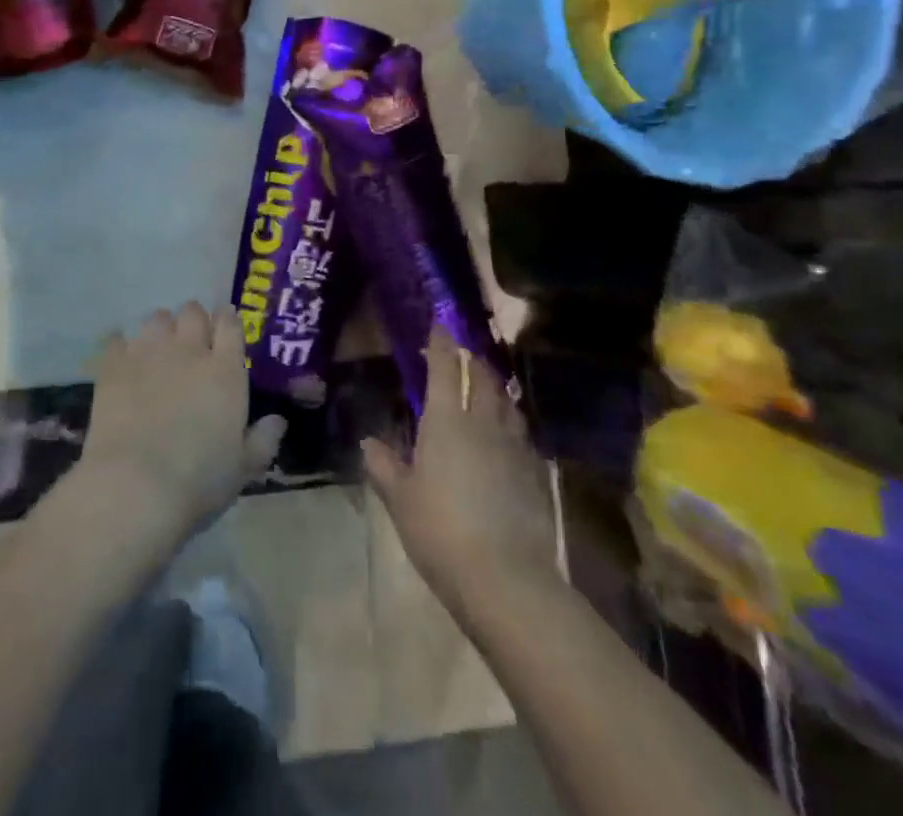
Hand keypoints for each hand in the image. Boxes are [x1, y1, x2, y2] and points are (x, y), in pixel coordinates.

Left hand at [72, 303, 286, 555]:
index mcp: (225, 371)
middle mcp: (189, 350)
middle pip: (192, 311)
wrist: (136, 486)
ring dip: (160, 329)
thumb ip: (263, 440)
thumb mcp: (243, 468)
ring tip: (157, 350)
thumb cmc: (199, 480)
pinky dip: (121, 346)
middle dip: (193, 321)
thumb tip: (279, 421)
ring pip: (156, 318)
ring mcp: (149, 353)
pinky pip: (117, 338)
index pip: (230, 324)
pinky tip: (122, 361)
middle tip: (191, 343)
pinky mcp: (113, 365)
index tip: (225, 328)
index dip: (227, 321)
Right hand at [364, 331, 560, 613]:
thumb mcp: (401, 500)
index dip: (441, 343)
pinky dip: (511, 423)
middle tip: (464, 355)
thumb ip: (384, 467)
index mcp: (446, 421)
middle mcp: (482, 422)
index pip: (444, 368)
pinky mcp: (535, 472)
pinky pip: (521, 434)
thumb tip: (368, 442)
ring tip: (487, 387)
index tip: (439, 324)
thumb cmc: (440, 531)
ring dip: (496, 388)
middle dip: (472, 361)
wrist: (505, 578)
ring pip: (507, 403)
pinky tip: (507, 435)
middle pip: (482, 378)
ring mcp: (514, 446)